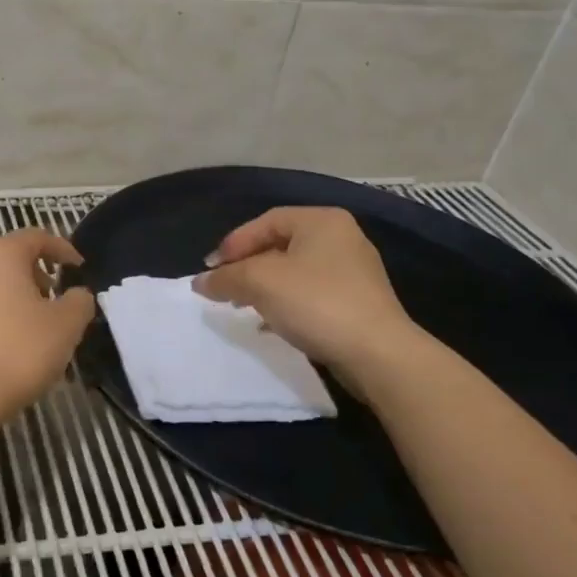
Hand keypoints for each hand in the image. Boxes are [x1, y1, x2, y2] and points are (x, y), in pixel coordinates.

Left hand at [0, 229, 95, 424]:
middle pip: (8, 255)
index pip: (37, 237)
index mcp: (1, 252)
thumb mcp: (66, 326)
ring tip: (30, 321)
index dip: (62, 250)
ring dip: (11, 292)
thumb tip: (77, 294)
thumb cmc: (18, 351)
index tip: (78, 268)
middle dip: (35, 271)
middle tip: (53, 296)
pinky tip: (2, 339)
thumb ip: (79, 302)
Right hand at [193, 207, 422, 388]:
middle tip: (224, 286)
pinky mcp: (357, 302)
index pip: (265, 221)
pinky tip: (270, 323)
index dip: (233, 243)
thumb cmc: (316, 303)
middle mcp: (341, 238)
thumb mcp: (260, 283)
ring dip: (263, 286)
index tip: (211, 270)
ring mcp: (353, 271)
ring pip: (294, 271)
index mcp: (322, 221)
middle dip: (246, 266)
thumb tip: (200, 282)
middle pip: (279, 245)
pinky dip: (285, 302)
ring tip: (242, 306)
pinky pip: (310, 293)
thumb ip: (225, 277)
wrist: (377, 354)